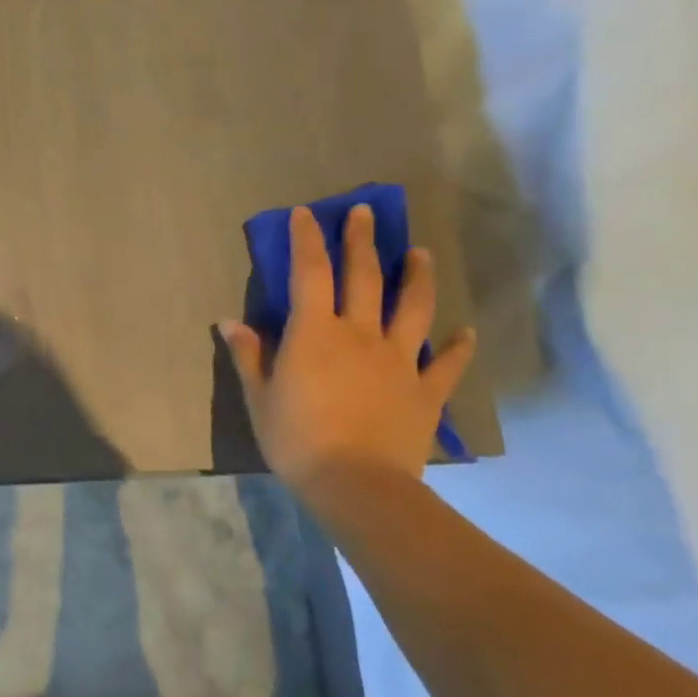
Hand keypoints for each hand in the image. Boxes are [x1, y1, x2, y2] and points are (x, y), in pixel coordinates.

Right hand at [221, 203, 474, 488]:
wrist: (357, 484)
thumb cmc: (296, 438)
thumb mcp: (259, 397)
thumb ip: (249, 355)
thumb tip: (231, 322)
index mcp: (314, 332)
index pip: (310, 272)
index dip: (307, 240)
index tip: (307, 214)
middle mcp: (359, 334)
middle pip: (364, 277)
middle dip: (362, 241)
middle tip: (365, 212)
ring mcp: (399, 360)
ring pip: (412, 308)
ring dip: (417, 277)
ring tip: (421, 254)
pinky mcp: (426, 390)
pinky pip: (446, 363)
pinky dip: (457, 346)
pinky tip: (466, 333)